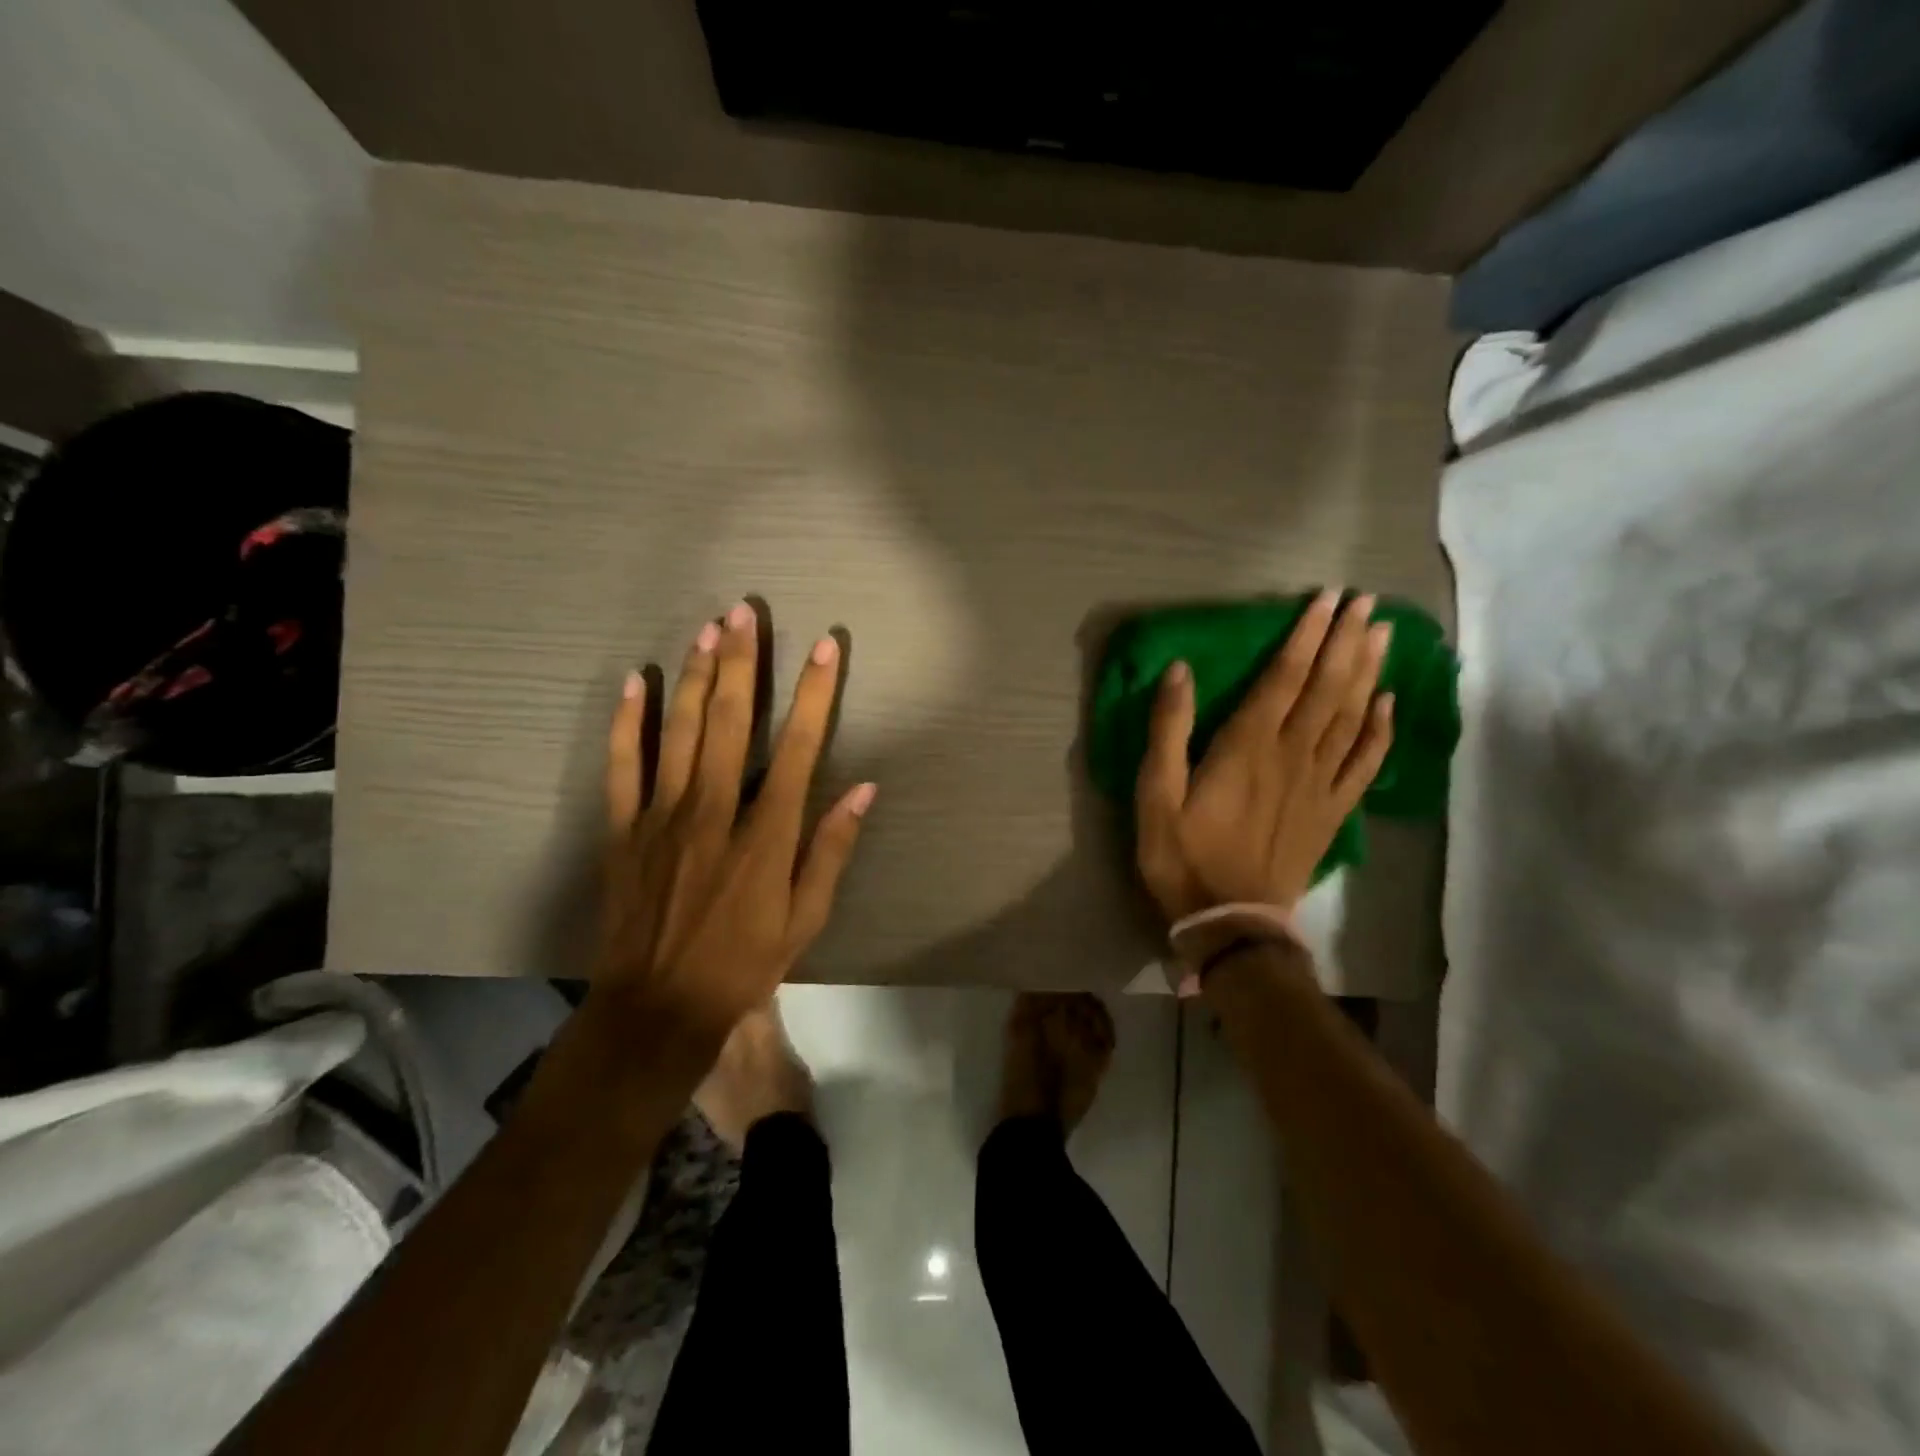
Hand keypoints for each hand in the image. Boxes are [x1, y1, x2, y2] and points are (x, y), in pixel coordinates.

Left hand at [598, 602, 875, 1043]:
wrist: (658, 1007)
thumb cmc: (743, 963)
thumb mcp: (805, 919)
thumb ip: (831, 849)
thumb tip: (864, 789)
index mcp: (765, 834)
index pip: (798, 748)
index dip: (814, 694)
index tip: (826, 647)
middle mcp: (714, 811)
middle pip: (729, 722)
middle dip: (742, 662)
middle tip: (744, 612)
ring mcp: (661, 816)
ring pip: (678, 731)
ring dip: (694, 676)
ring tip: (706, 629)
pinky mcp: (623, 829)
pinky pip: (622, 766)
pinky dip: (627, 722)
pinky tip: (634, 682)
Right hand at [1135, 590, 1392, 923]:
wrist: (1230, 920)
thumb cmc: (1183, 855)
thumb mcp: (1156, 794)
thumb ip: (1169, 731)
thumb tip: (1180, 671)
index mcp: (1248, 746)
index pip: (1284, 677)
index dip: (1306, 635)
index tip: (1326, 599)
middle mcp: (1292, 755)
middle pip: (1328, 688)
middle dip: (1346, 641)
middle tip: (1366, 603)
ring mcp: (1319, 784)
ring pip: (1352, 717)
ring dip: (1368, 673)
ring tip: (1382, 635)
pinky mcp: (1332, 811)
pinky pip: (1365, 764)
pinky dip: (1381, 732)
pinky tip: (1389, 705)